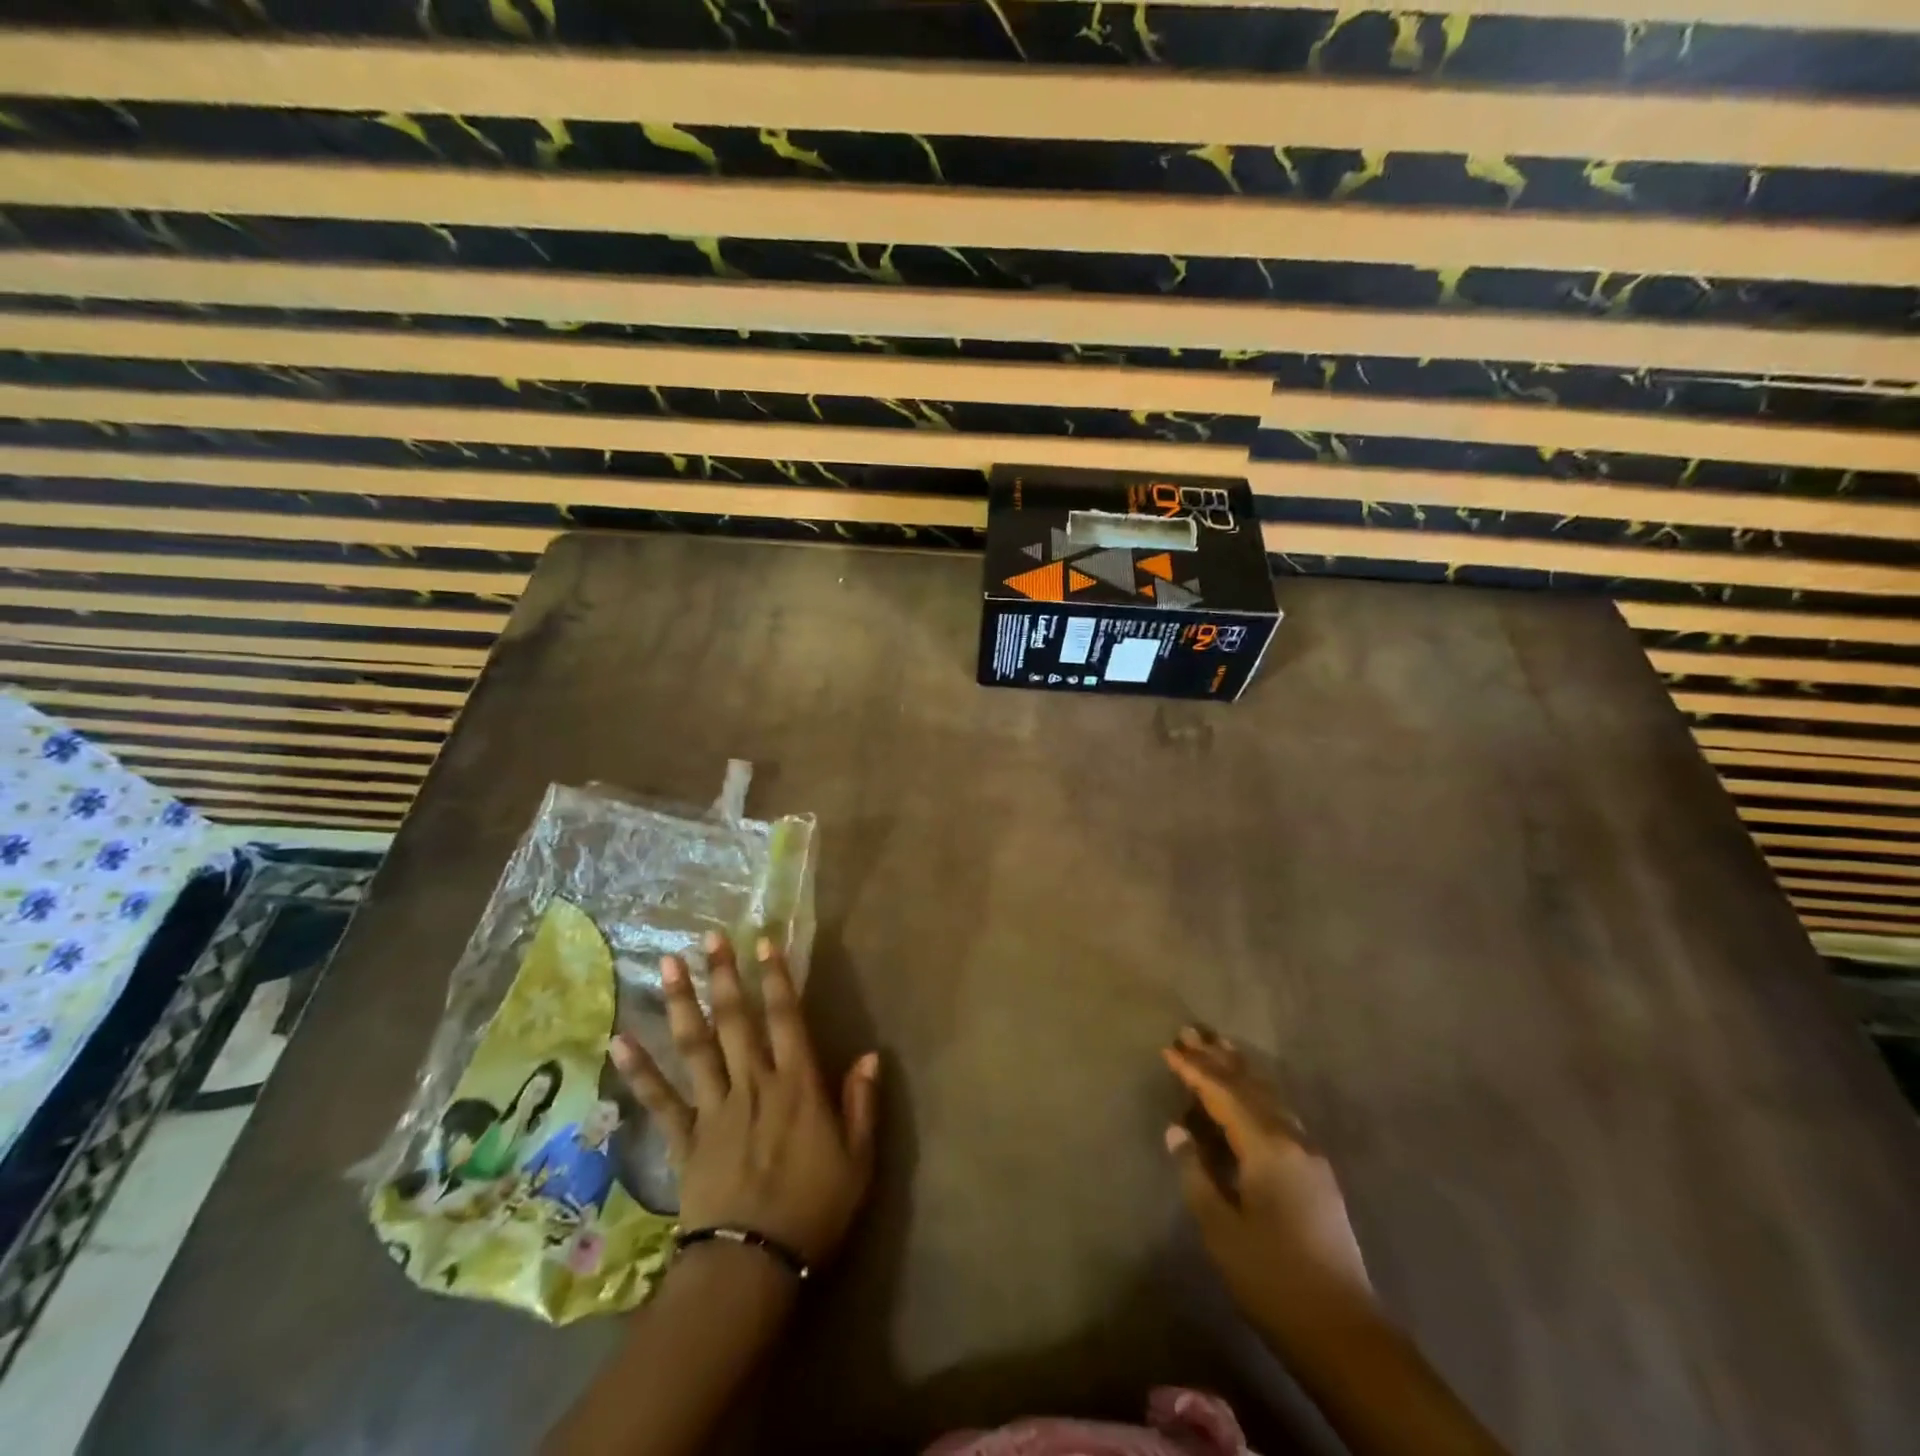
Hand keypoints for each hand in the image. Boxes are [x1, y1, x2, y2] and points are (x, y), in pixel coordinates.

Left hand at [609, 932, 878, 1266]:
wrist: (752, 1267)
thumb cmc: (814, 1210)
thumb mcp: (858, 1160)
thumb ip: (861, 1104)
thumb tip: (870, 1055)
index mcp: (797, 1084)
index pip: (787, 1018)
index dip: (777, 978)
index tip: (764, 943)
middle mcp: (754, 1083)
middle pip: (736, 1020)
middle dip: (724, 976)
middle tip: (710, 938)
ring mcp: (715, 1108)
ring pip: (696, 1046)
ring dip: (682, 1003)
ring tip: (668, 965)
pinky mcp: (685, 1138)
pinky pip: (660, 1099)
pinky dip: (640, 1070)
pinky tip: (620, 1040)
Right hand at [1163, 1027, 1373, 1340]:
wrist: (1343, 1332)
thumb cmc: (1273, 1277)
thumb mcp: (1221, 1228)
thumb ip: (1196, 1173)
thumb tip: (1178, 1131)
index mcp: (1268, 1147)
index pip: (1224, 1093)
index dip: (1194, 1071)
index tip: (1168, 1049)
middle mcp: (1292, 1139)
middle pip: (1250, 1085)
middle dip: (1218, 1058)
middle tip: (1190, 1031)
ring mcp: (1309, 1155)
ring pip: (1269, 1096)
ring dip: (1240, 1071)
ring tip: (1218, 1048)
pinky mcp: (1316, 1173)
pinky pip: (1279, 1113)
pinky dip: (1256, 1093)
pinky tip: (1248, 1096)